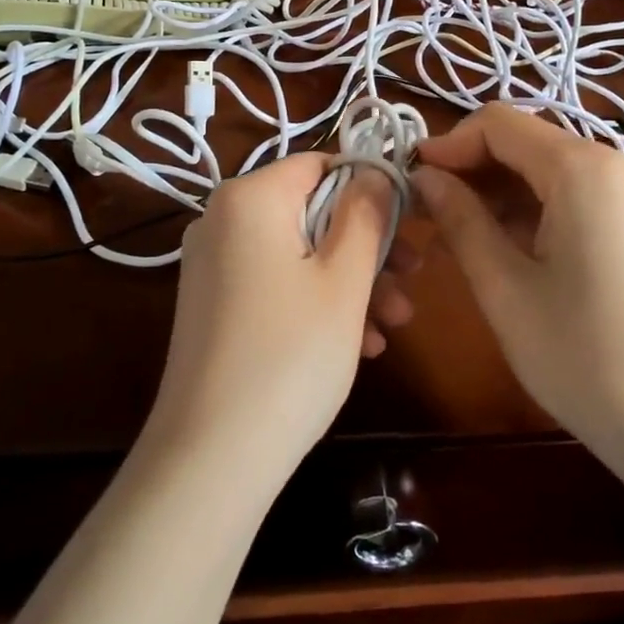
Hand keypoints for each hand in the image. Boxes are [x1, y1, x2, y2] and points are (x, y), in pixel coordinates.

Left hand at [147, 154, 416, 489]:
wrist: (210, 458)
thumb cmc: (290, 355)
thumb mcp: (344, 280)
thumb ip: (366, 214)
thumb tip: (376, 172)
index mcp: (249, 197)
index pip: (321, 165)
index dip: (371, 188)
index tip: (410, 225)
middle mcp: (222, 220)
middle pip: (312, 212)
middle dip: (367, 248)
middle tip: (413, 282)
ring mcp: (213, 264)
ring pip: (298, 253)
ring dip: (350, 283)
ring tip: (393, 326)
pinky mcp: (214, 304)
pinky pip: (275, 284)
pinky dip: (316, 304)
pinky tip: (358, 345)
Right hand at [412, 105, 623, 462]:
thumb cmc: (586, 359)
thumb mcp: (505, 288)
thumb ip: (460, 219)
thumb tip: (425, 177)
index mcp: (582, 167)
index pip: (497, 123)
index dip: (447, 144)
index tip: (409, 181)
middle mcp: (613, 162)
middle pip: (522, 141)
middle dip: (469, 168)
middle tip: (425, 213)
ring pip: (544, 167)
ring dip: (495, 191)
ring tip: (454, 235)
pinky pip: (570, 193)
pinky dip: (529, 208)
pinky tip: (501, 247)